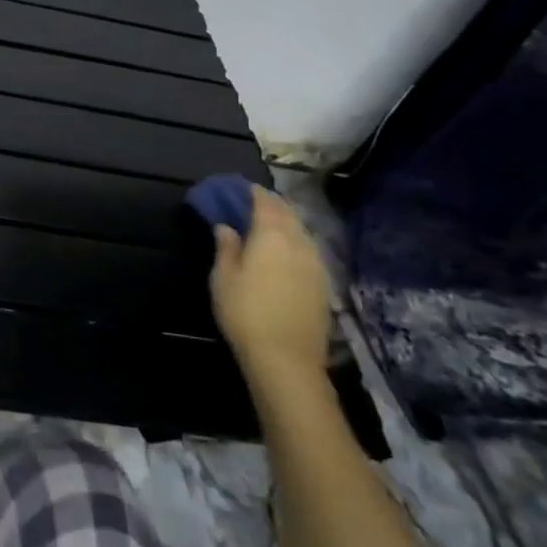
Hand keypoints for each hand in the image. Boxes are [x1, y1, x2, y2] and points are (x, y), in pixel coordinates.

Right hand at [208, 186, 332, 380]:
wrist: (286, 358)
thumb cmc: (245, 312)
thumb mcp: (223, 278)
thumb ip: (226, 247)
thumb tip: (226, 226)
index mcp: (272, 235)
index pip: (264, 202)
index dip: (251, 192)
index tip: (237, 188)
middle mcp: (299, 243)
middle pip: (287, 213)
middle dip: (270, 204)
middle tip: (250, 203)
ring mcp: (316, 263)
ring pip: (301, 231)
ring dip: (284, 222)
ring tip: (265, 225)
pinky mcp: (323, 283)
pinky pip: (308, 250)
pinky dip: (294, 242)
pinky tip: (283, 252)